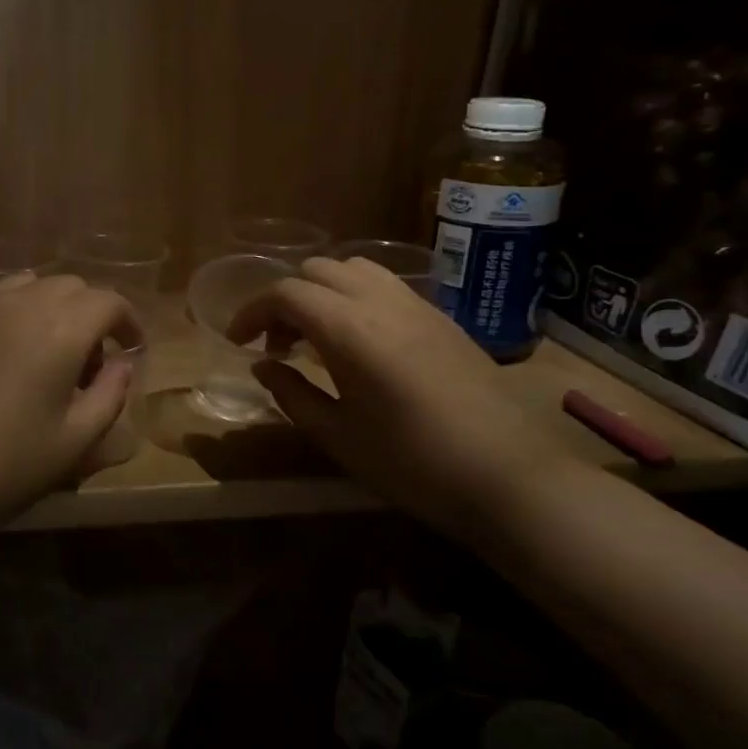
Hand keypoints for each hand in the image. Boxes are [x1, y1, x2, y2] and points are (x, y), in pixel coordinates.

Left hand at [0, 273, 141, 545]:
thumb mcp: (71, 443)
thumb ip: (108, 396)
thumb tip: (121, 365)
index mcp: (60, 329)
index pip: (108, 301)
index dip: (129, 322)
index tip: (132, 352)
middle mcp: (21, 304)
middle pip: (71, 286)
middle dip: (92, 315)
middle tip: (92, 364)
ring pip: (31, 286)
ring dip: (53, 309)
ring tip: (50, 354)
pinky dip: (18, 312)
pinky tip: (8, 357)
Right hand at [228, 257, 564, 533]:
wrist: (509, 478)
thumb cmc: (412, 464)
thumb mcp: (338, 435)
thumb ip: (292, 393)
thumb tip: (263, 365)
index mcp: (349, 330)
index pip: (285, 294)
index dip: (252, 313)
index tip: (238, 343)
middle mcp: (381, 303)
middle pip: (317, 271)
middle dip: (285, 300)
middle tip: (277, 345)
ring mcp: (417, 306)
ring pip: (354, 269)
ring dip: (322, 292)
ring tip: (317, 337)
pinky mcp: (442, 319)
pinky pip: (386, 286)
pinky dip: (355, 298)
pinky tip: (360, 343)